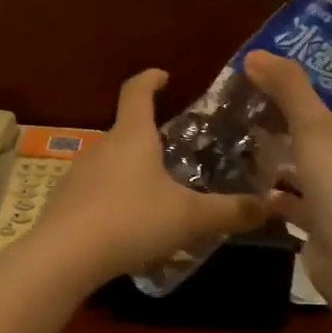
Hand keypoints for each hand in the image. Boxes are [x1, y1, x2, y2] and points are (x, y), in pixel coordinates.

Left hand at [29, 69, 266, 284]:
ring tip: (156, 194)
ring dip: (132, 170)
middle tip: (176, 153)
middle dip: (149, 137)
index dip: (151, 79)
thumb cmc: (131, 222)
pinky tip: (127, 225)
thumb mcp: (189, 219)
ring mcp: (77, 173)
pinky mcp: (64, 201)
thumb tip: (268, 206)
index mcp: (131, 137)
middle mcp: (101, 147)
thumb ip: (229, 212)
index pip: (137, 92)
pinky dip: (114, 197)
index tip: (163, 75)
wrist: (64, 257)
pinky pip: (96, 190)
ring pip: (111, 162)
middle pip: (126, 130)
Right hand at [242, 52, 331, 256]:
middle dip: (295, 140)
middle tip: (257, 126)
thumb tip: (255, 54)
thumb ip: (288, 87)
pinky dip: (284, 200)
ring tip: (252, 154)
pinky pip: (306, 208)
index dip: (313, 107)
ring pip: (316, 179)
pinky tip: (257, 192)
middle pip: (329, 148)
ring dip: (288, 170)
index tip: (277, 101)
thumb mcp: (313, 124)